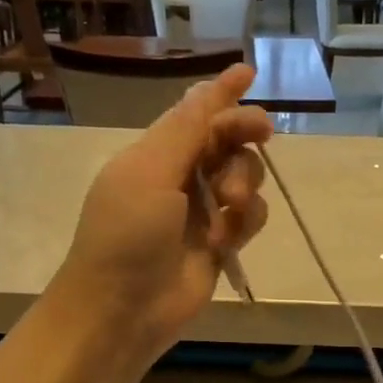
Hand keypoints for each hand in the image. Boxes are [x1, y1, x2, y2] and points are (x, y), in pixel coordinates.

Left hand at [55, 64, 272, 356]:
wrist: (120, 310)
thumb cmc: (126, 234)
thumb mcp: (150, 172)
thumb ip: (187, 130)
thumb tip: (210, 84)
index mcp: (155, 154)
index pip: (195, 114)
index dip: (221, 93)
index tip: (249, 73)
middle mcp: (180, 178)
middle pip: (226, 141)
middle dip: (243, 135)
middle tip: (262, 133)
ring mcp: (201, 213)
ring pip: (244, 178)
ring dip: (244, 182)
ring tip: (229, 205)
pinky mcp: (220, 245)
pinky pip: (249, 218)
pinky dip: (246, 220)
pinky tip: (229, 236)